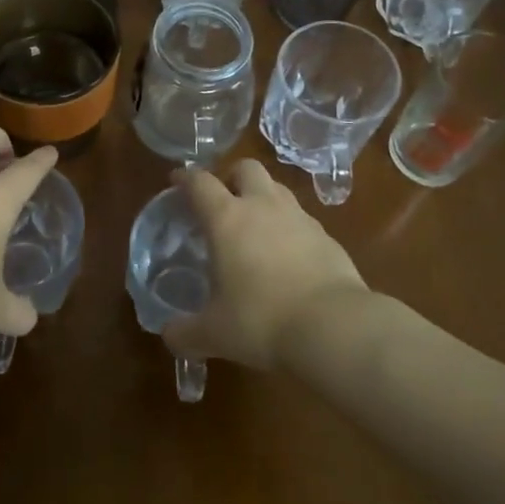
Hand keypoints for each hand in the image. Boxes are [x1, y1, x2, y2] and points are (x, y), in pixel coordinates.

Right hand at [161, 160, 374, 370]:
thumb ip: (185, 333)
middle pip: (246, 168)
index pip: (200, 182)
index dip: (185, 178)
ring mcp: (300, 218)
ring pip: (277, 189)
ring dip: (263, 198)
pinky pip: (302, 220)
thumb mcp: (214, 334)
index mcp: (227, 219)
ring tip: (255, 227)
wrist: (334, 327)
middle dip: (231, 177)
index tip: (176, 181)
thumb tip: (170, 336)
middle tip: (222, 201)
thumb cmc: (261, 321)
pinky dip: (289, 228)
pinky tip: (287, 257)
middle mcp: (263, 206)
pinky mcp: (327, 237)